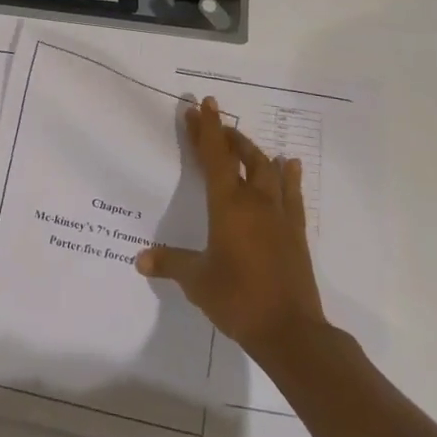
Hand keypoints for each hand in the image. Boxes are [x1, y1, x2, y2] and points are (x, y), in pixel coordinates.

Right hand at [136, 96, 326, 355]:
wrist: (291, 331)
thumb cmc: (237, 299)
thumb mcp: (196, 281)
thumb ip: (170, 263)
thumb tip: (140, 260)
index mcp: (228, 206)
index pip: (214, 157)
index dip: (207, 130)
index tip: (202, 105)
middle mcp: (255, 202)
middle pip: (243, 156)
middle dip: (227, 136)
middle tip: (214, 122)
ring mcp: (280, 216)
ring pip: (268, 170)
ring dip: (253, 152)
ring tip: (242, 141)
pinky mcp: (296, 233)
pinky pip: (292, 194)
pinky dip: (288, 176)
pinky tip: (289, 164)